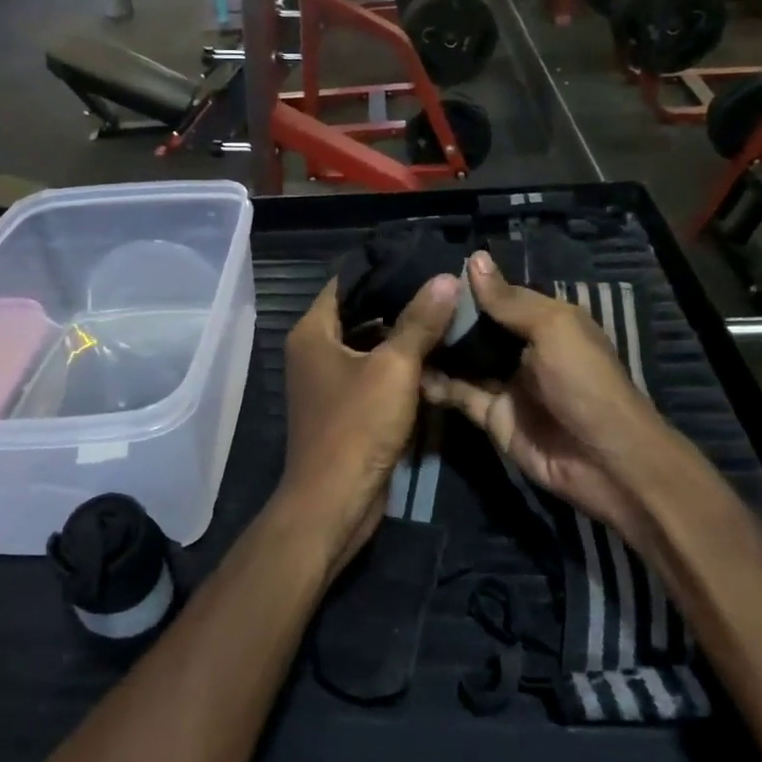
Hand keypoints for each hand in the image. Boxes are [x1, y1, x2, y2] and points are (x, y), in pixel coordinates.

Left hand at [279, 275, 459, 576]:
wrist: (334, 502)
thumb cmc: (356, 427)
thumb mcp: (394, 369)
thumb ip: (419, 322)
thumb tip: (446, 278)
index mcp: (313, 332)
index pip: (346, 283)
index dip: (383, 270)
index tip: (424, 260)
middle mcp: (314, 351)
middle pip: (360, 313)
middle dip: (400, 303)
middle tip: (445, 288)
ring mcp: (328, 381)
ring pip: (370, 346)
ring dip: (403, 336)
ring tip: (448, 316)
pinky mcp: (345, 407)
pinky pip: (373, 374)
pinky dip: (399, 366)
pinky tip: (436, 357)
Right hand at [421, 252, 663, 528]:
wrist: (602, 460)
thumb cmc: (583, 382)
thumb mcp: (553, 329)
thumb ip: (509, 300)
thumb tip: (474, 258)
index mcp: (546, 321)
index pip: (501, 296)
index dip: (470, 285)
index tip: (429, 273)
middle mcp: (523, 348)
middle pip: (478, 327)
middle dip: (447, 316)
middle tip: (405, 301)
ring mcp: (506, 383)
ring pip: (464, 359)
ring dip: (437, 347)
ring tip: (397, 329)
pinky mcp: (491, 416)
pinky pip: (458, 394)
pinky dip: (435, 384)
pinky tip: (406, 369)